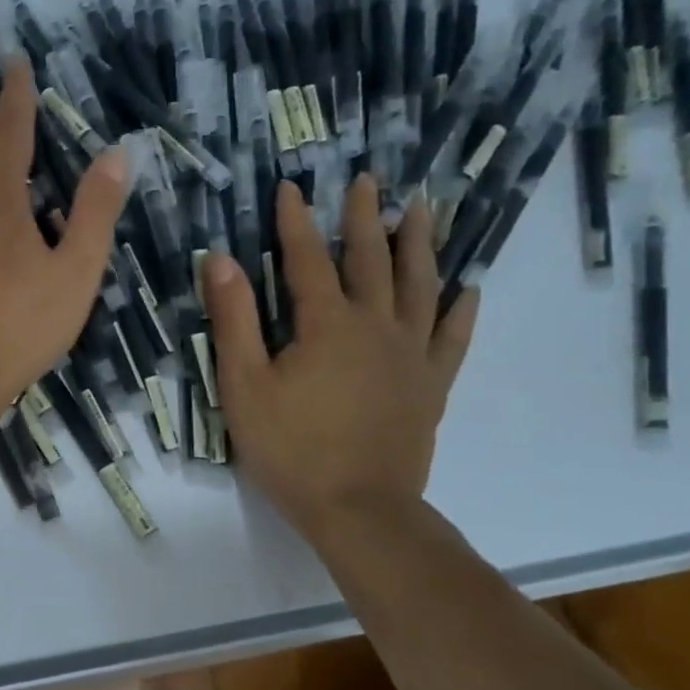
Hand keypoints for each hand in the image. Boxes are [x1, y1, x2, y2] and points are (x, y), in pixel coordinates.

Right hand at [203, 173, 478, 540]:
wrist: (359, 509)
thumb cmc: (290, 448)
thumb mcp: (244, 384)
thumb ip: (234, 319)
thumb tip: (221, 259)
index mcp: (327, 324)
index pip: (307, 259)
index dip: (295, 222)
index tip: (291, 187)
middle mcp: (376, 326)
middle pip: (371, 260)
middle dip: (364, 217)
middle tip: (367, 180)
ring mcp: (411, 354)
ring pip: (419, 285)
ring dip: (419, 244)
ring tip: (422, 209)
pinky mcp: (432, 384)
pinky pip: (452, 337)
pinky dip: (461, 309)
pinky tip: (469, 287)